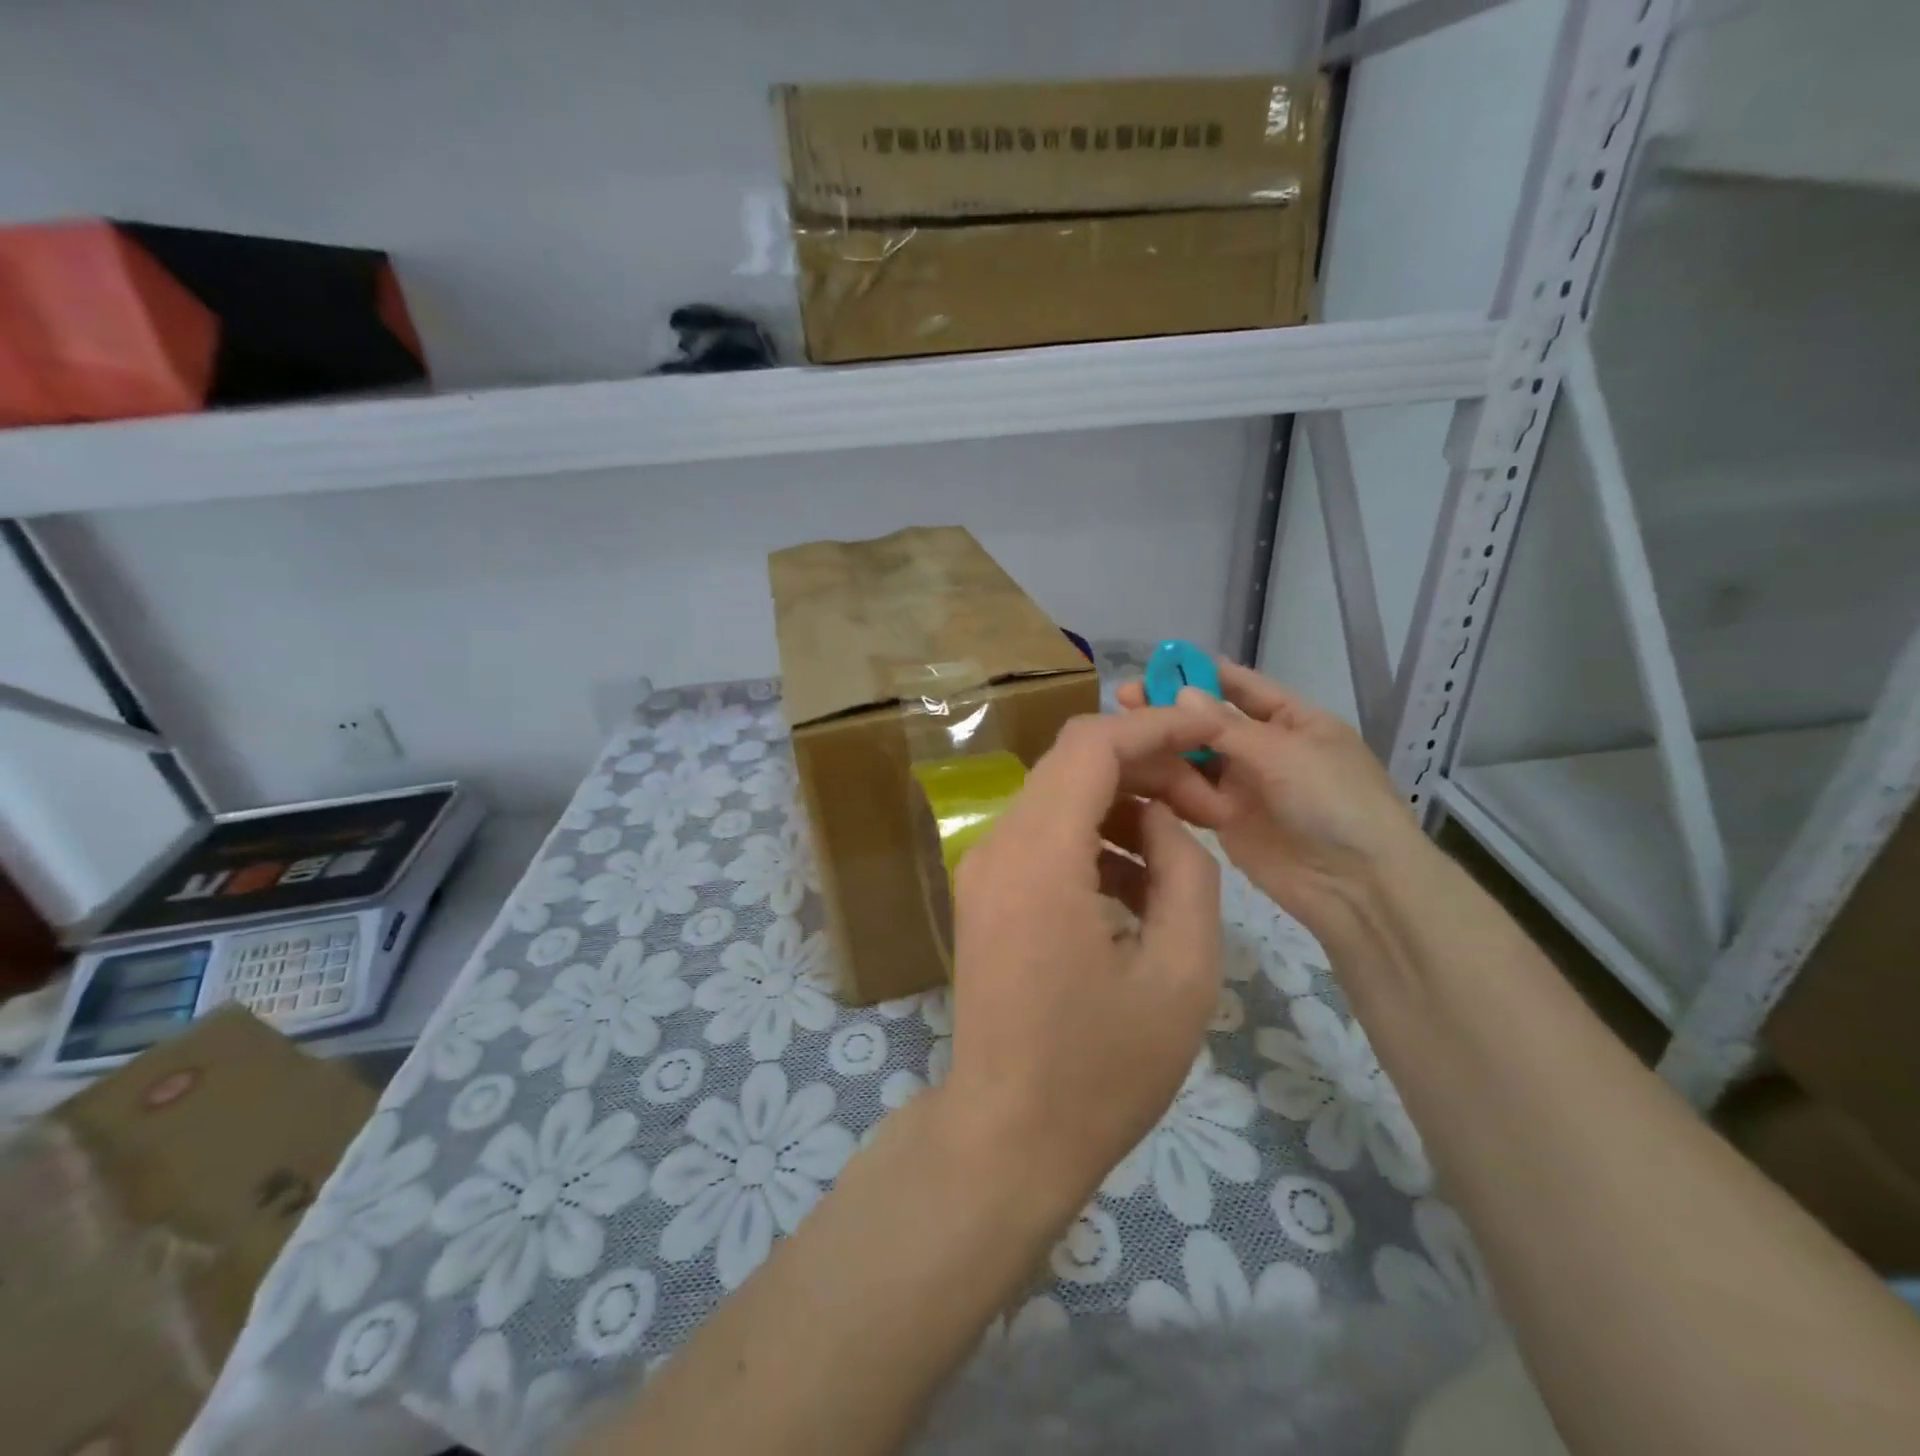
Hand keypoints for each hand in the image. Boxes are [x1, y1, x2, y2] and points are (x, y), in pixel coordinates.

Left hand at [936, 708, 1225, 1220]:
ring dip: (1122, 806)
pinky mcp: (985, 895)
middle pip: (1073, 764)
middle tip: (1210, 809)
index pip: (1091, 746)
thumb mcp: (1182, 973)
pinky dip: (1092, 840)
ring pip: (1059, 799)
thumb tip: (1164, 821)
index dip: (1155, 728)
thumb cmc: (1101, 1069)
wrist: (1007, 1137)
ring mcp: (983, 870)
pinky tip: (1137, 888)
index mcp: (1038, 856)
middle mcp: (997, 846)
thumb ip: (1186, 872)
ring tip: (1183, 850)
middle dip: (1147, 770)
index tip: (1211, 735)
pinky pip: (1043, 839)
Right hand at [1116, 662, 1426, 942]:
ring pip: (1197, 758)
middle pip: (1212, 722)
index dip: (1204, 673)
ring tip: (1124, 733)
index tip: (1159, 662)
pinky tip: (1136, 770)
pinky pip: (1193, 794)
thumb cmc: (1332, 801)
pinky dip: (1169, 783)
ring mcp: (1247, 786)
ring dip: (1165, 745)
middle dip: (1173, 709)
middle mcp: (1268, 749)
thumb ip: (1226, 726)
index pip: (1245, 687)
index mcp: (1295, 721)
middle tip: (1126, 696)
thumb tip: (1181, 694)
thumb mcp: (1283, 752)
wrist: (1357, 885)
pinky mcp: (1227, 821)